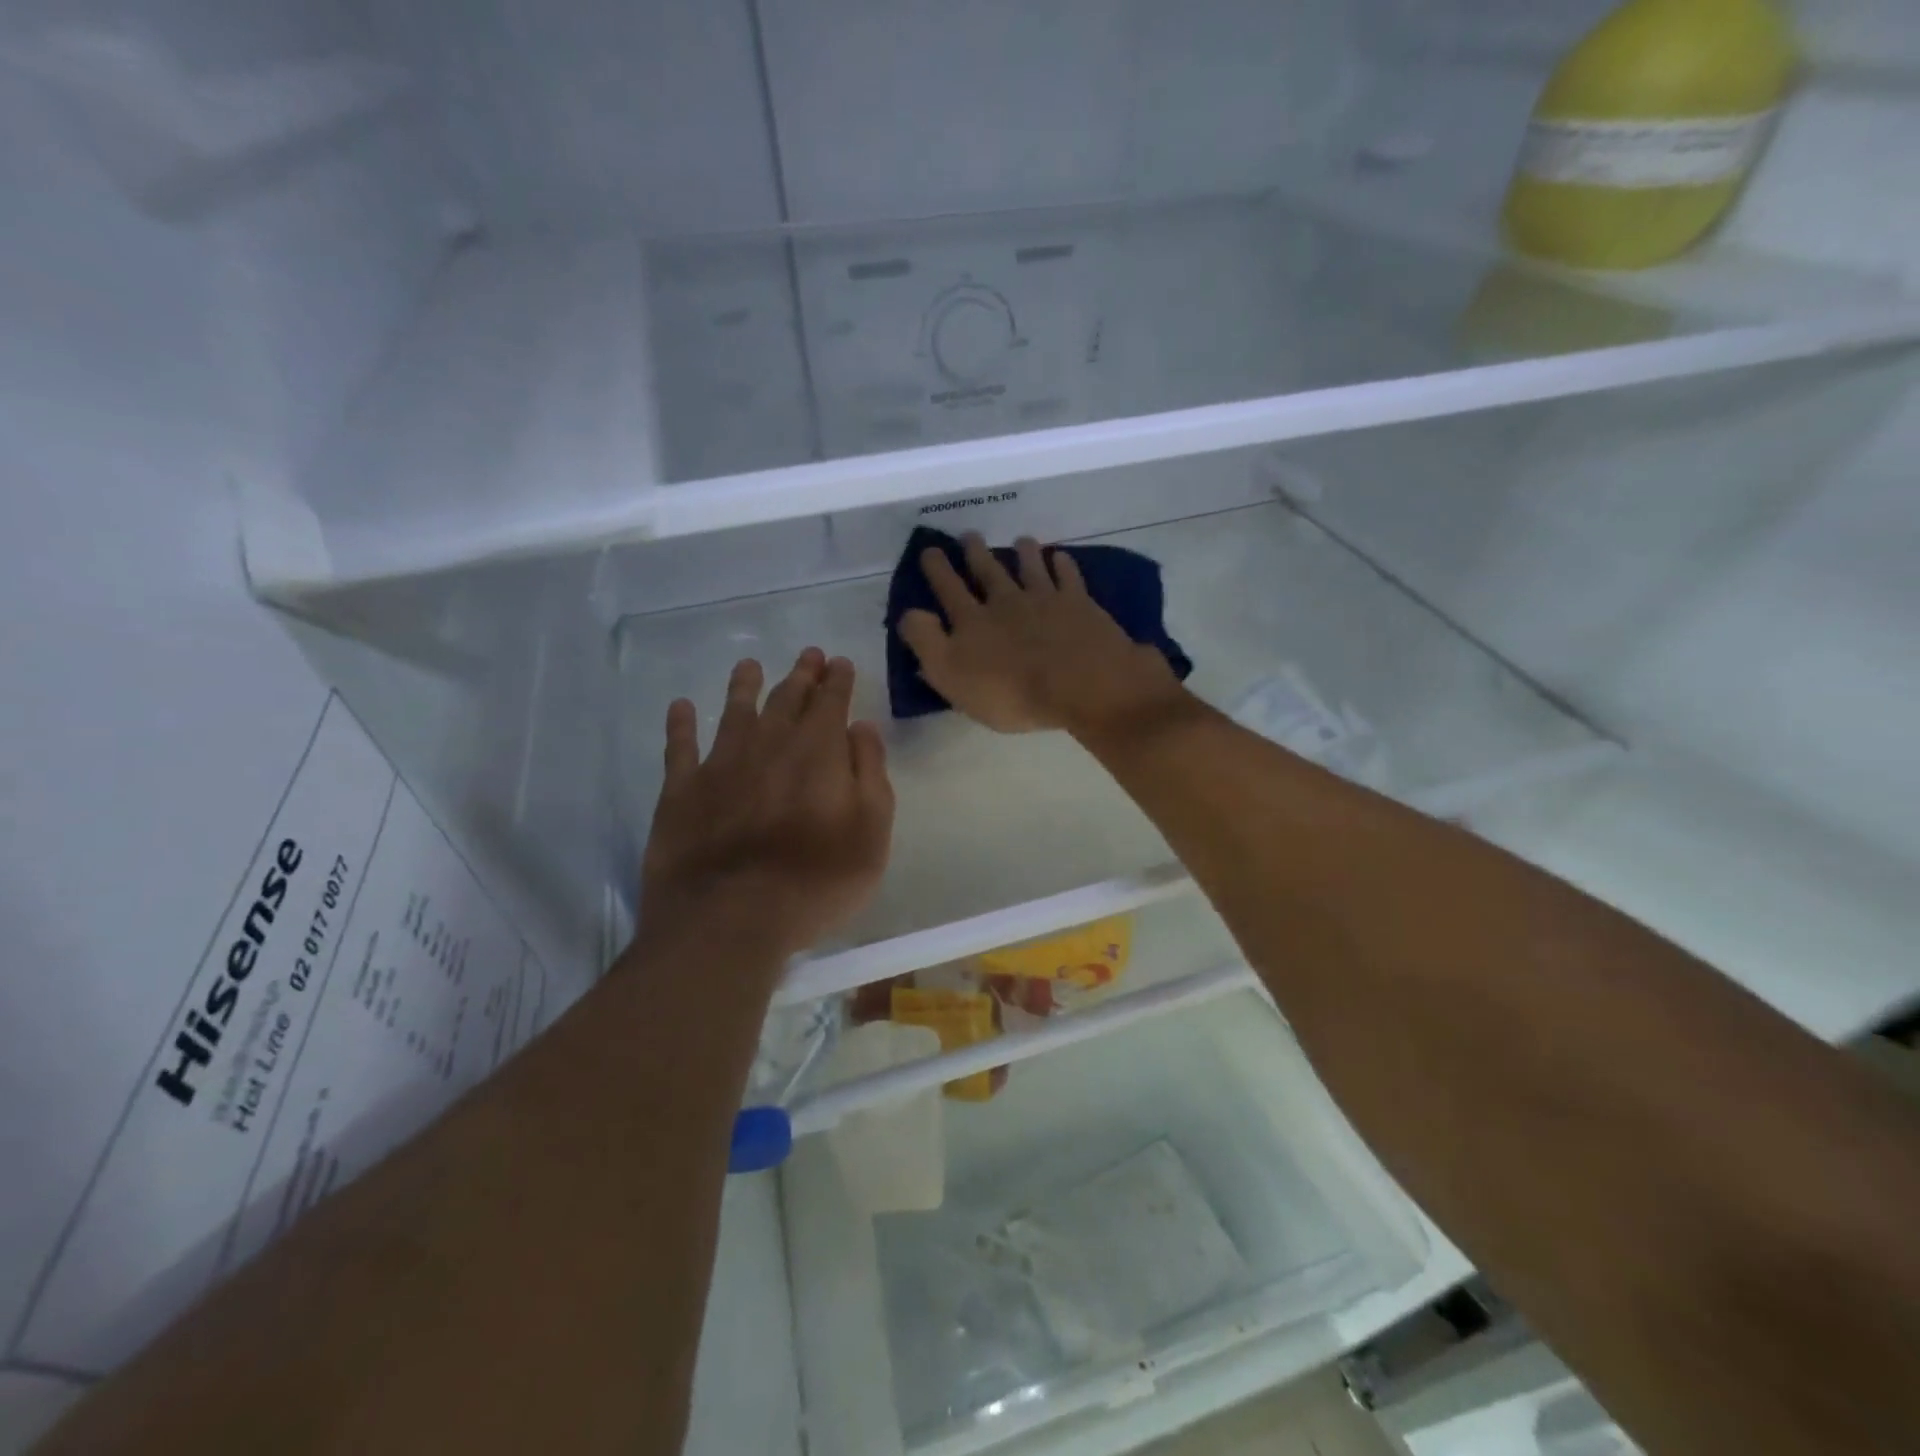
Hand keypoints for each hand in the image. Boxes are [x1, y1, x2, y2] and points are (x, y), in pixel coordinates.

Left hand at [640, 649, 893, 960]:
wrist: (731, 918)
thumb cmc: (816, 880)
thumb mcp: (871, 830)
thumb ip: (870, 772)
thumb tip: (861, 727)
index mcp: (817, 751)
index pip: (831, 701)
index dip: (837, 680)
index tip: (839, 662)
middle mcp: (768, 744)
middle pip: (786, 699)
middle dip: (801, 675)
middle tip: (807, 655)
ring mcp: (720, 764)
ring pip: (734, 711)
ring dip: (744, 686)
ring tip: (749, 665)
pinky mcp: (681, 791)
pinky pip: (679, 747)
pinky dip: (680, 724)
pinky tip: (680, 706)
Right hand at [898, 533, 1187, 736]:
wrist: (1081, 685)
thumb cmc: (1011, 692)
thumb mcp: (952, 676)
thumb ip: (927, 643)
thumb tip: (910, 613)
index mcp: (973, 621)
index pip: (948, 589)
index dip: (937, 569)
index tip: (930, 549)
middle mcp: (1006, 601)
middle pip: (988, 571)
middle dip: (976, 552)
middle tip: (970, 535)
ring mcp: (1045, 598)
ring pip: (1030, 567)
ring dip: (1023, 552)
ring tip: (1019, 540)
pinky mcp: (1079, 604)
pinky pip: (1068, 577)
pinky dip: (1062, 564)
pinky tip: (1060, 558)